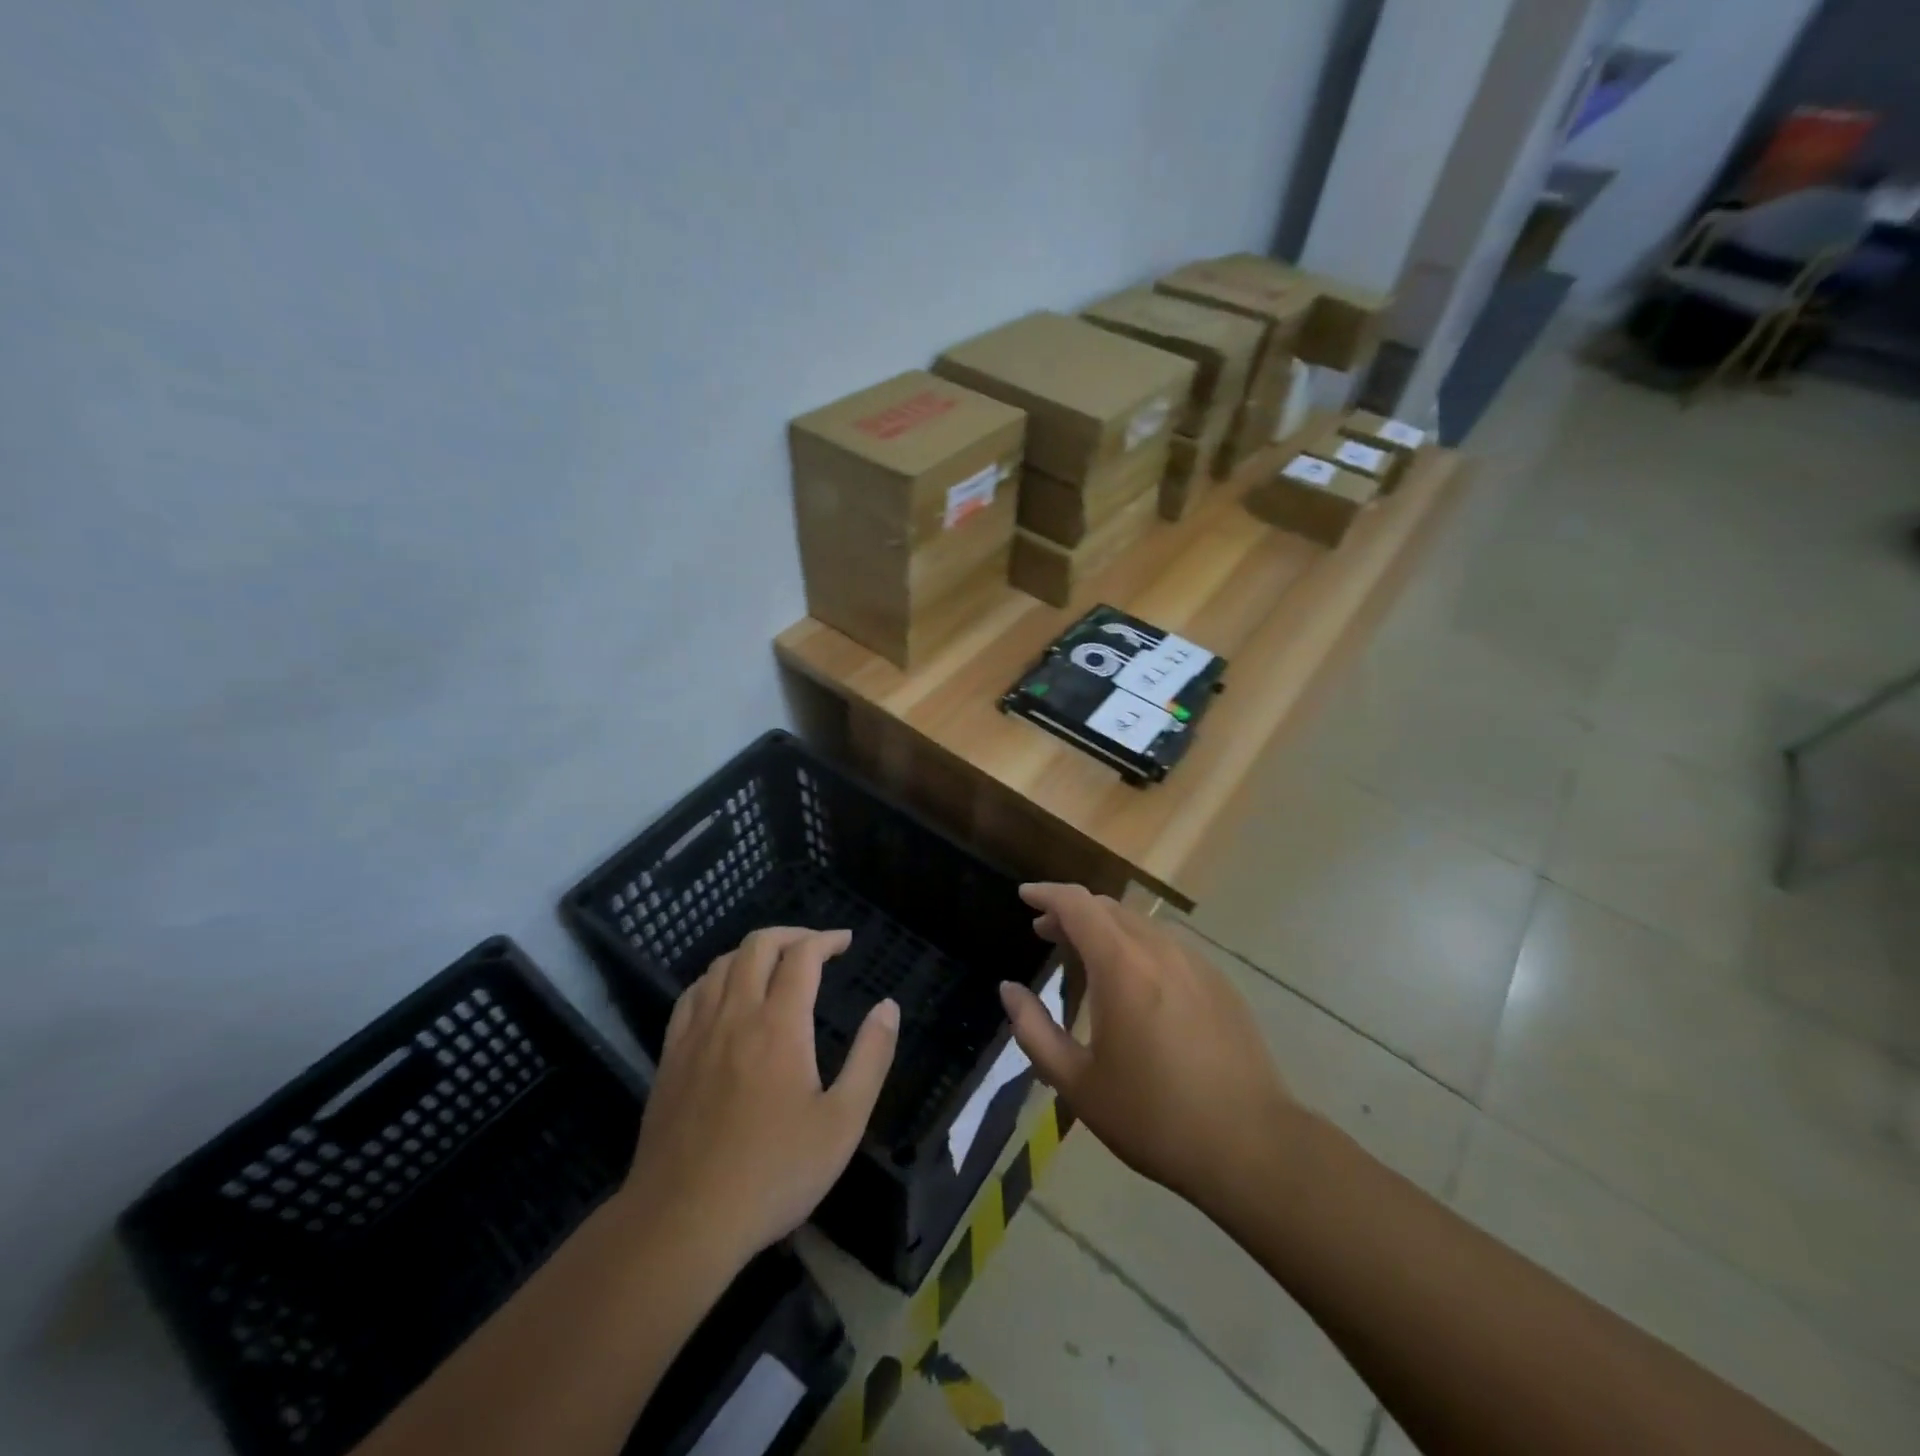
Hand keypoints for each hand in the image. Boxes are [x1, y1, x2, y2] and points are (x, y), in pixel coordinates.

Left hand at [624, 927, 897, 1266]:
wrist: (683, 1221)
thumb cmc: (773, 1173)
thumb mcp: (843, 1122)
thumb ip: (871, 1058)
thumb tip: (888, 1007)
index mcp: (779, 1025)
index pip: (802, 956)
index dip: (826, 940)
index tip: (845, 941)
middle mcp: (735, 1014)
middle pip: (757, 946)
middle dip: (791, 935)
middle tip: (815, 946)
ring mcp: (696, 1033)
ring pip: (722, 965)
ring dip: (753, 951)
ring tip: (775, 964)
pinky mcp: (670, 1056)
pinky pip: (692, 994)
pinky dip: (717, 978)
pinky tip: (725, 995)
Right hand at [998, 884, 1297, 1212]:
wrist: (1250, 1145)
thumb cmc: (1153, 1116)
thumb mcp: (1077, 1083)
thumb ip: (1034, 1031)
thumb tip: (1009, 990)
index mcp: (1121, 966)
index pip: (1077, 905)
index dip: (1047, 894)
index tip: (1025, 896)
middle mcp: (1159, 949)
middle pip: (1108, 908)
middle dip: (1072, 912)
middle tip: (1046, 932)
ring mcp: (1195, 963)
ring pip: (1140, 924)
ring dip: (1106, 928)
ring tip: (1087, 955)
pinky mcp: (1220, 982)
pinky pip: (1168, 945)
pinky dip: (1138, 945)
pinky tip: (1136, 980)